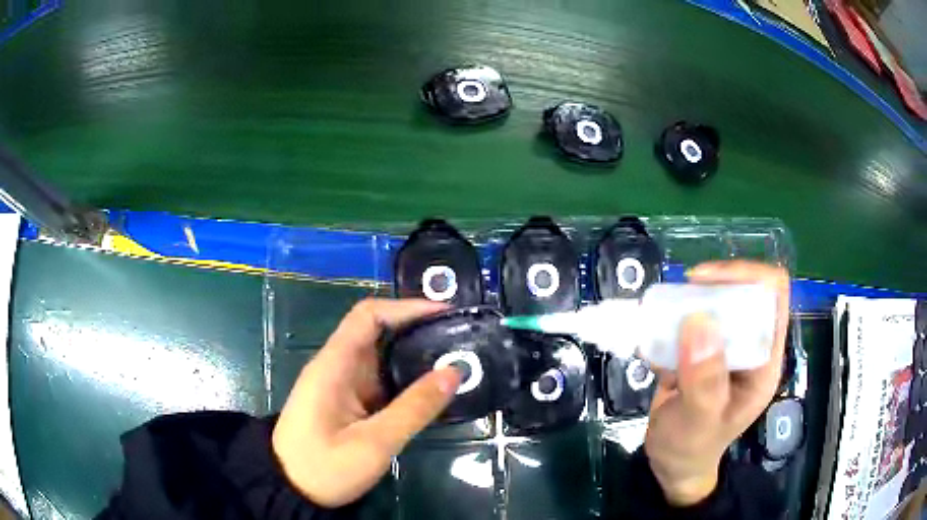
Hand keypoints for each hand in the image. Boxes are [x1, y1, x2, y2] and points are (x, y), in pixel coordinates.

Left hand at [272, 299, 461, 507]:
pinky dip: (407, 379)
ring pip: (382, 357)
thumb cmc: (324, 467)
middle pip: (378, 332)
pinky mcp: (349, 403)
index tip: (445, 314)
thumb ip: (414, 409)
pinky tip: (433, 390)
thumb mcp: (373, 444)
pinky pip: (381, 381)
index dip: (406, 308)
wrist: (291, 489)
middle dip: (418, 330)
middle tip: (461, 339)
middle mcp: (338, 367)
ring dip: (415, 356)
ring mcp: (343, 385)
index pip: (368, 315)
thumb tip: (455, 372)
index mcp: (334, 365)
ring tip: (457, 360)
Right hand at [644, 261, 789, 505]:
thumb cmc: (691, 448)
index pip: (773, 295)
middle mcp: (750, 347)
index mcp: (764, 360)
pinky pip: (690, 322)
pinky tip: (653, 346)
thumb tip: (699, 320)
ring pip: (714, 302)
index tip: (704, 283)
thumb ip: (704, 379)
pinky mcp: (703, 351)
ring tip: (659, 323)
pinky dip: (669, 324)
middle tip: (676, 303)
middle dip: (709, 290)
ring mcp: (726, 348)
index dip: (745, 276)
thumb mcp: (698, 421)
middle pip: (742, 290)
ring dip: (685, 305)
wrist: (671, 464)